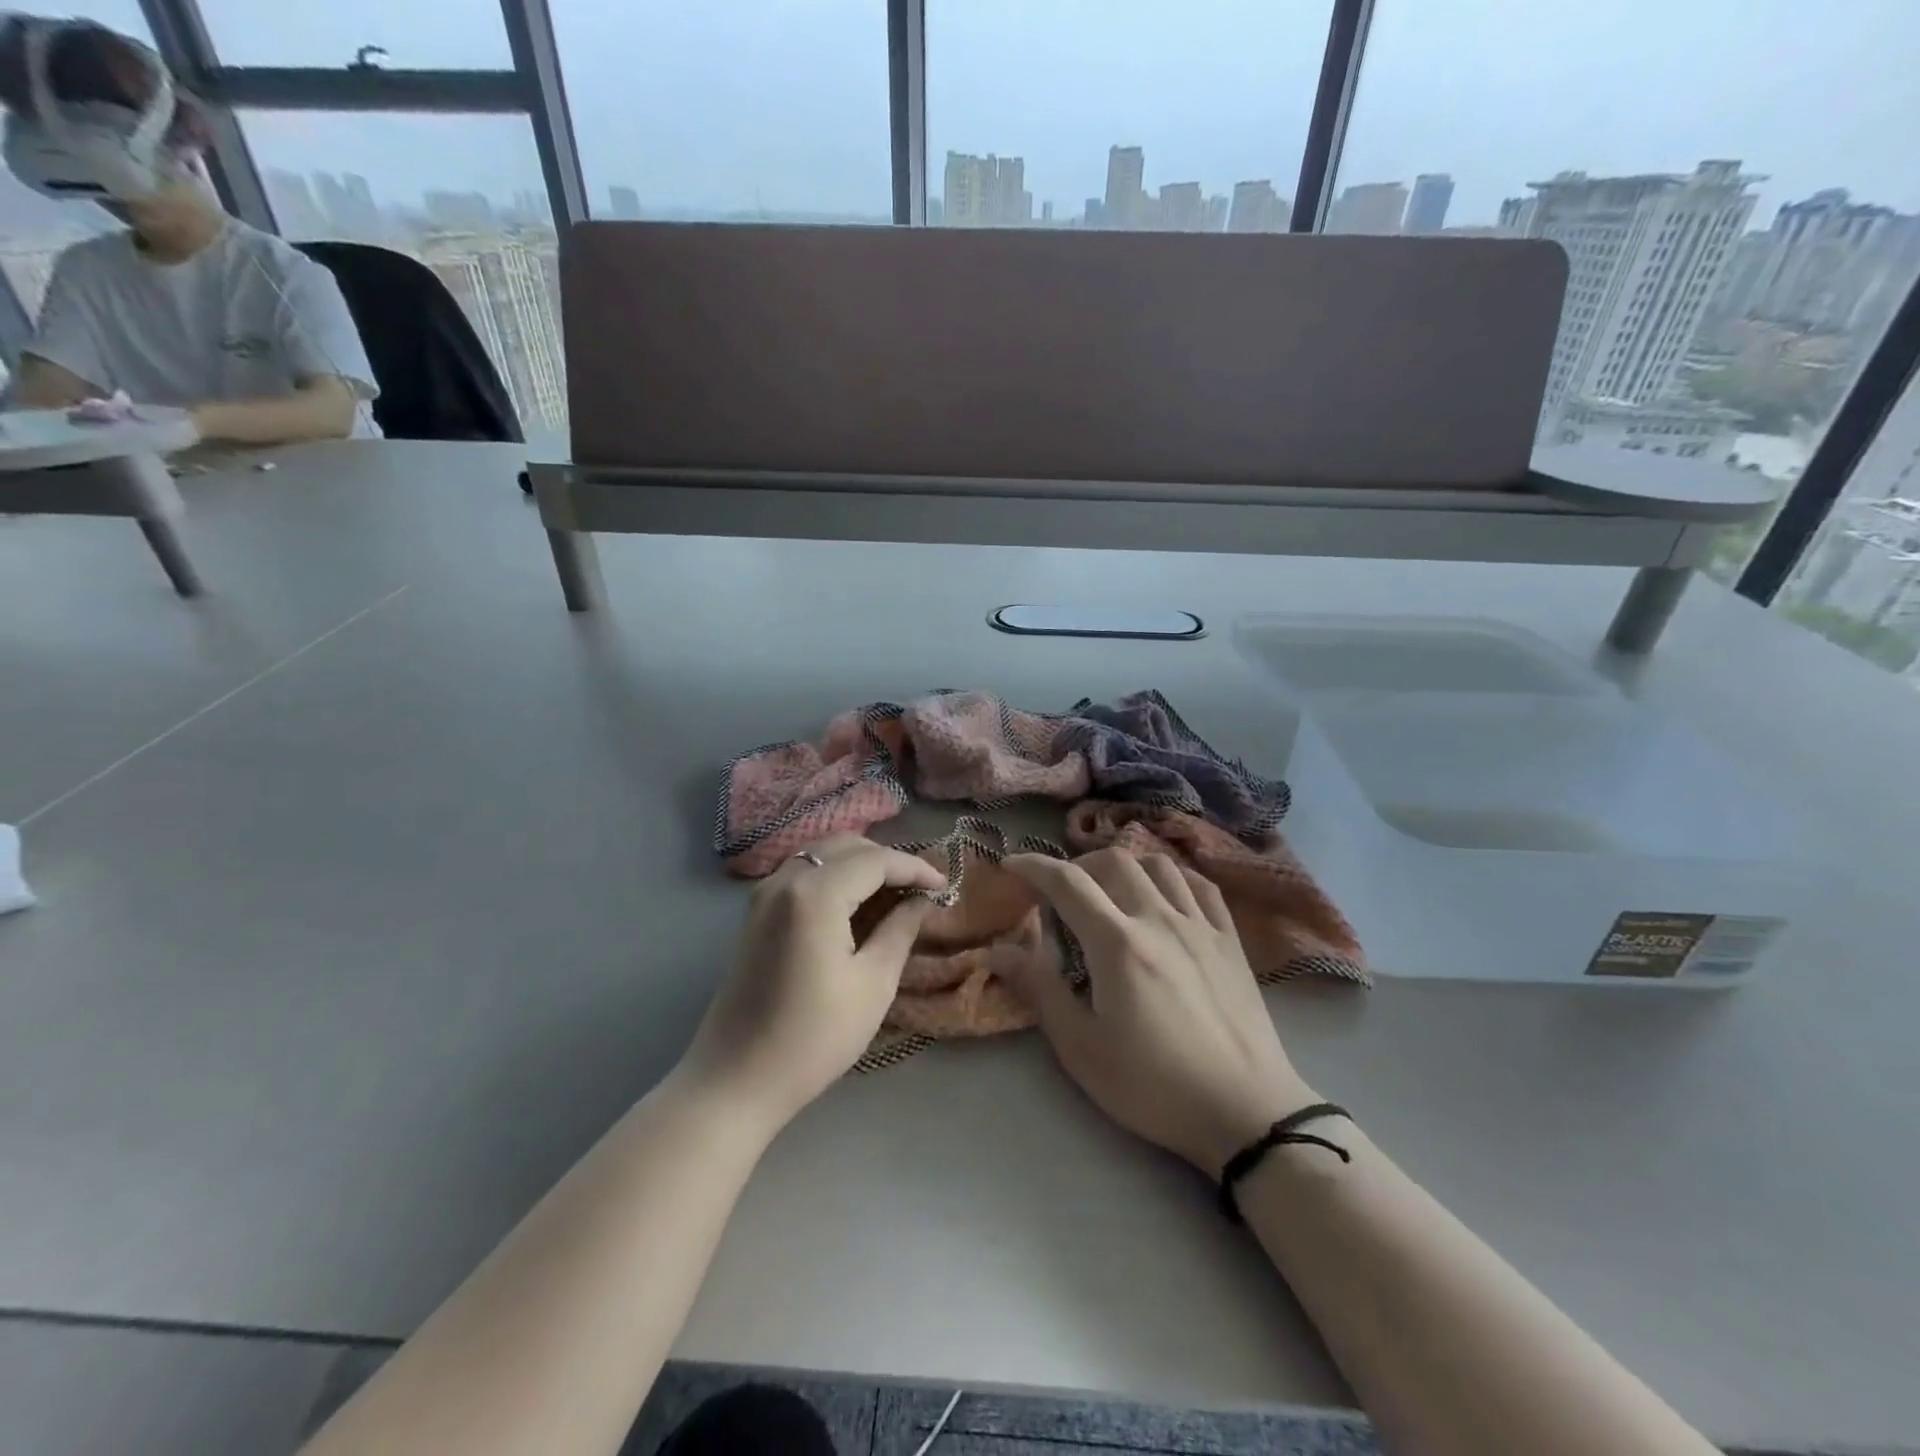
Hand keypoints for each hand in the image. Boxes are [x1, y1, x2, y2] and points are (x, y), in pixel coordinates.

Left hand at [677, 835, 945, 1129]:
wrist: (736, 1080)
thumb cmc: (813, 1037)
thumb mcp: (873, 984)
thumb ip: (900, 929)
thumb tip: (922, 900)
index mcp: (814, 894)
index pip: (876, 860)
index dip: (915, 868)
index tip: (945, 887)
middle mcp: (785, 879)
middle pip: (847, 846)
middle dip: (888, 861)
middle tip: (921, 890)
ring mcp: (764, 893)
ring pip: (823, 855)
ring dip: (861, 865)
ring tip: (894, 894)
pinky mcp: (755, 912)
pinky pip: (804, 873)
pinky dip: (835, 877)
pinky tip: (856, 904)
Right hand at [1001, 849, 1318, 1174]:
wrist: (1247, 1112)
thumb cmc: (1153, 1086)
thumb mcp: (1081, 1049)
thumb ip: (1040, 990)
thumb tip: (998, 950)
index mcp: (1117, 944)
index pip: (1067, 882)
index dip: (1033, 866)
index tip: (1011, 865)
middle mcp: (1158, 919)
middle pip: (1113, 861)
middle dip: (1078, 865)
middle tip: (1062, 892)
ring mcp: (1200, 925)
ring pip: (1158, 864)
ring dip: (1125, 866)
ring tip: (1111, 891)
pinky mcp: (1230, 940)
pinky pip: (1200, 885)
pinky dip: (1173, 878)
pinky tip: (1164, 897)